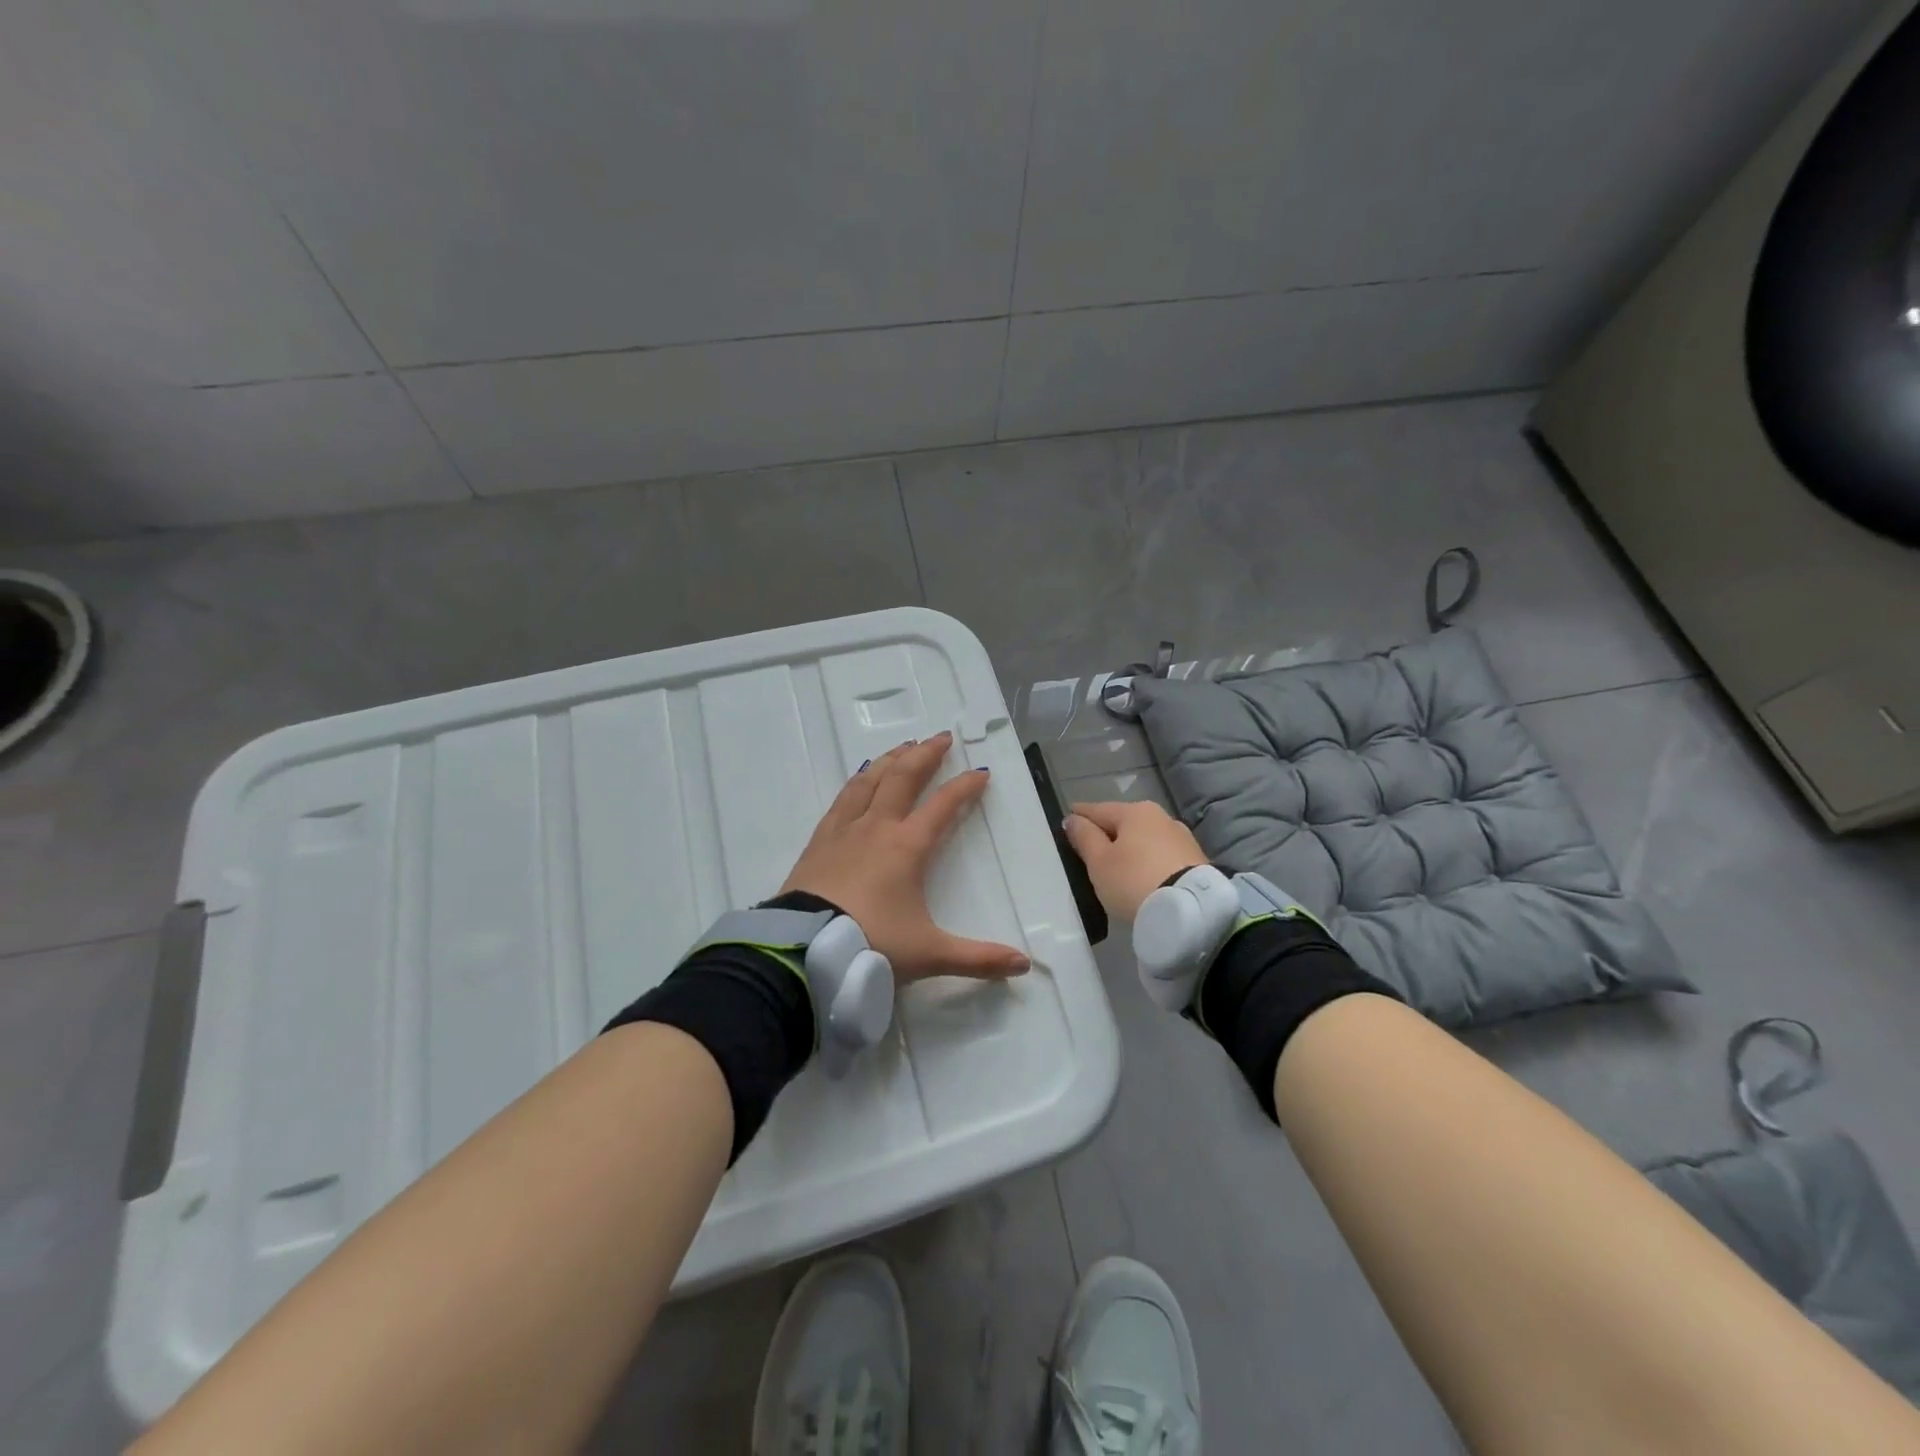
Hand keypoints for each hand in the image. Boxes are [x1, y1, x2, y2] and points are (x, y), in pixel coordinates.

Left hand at [780, 733, 1030, 982]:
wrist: (804, 950)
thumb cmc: (871, 945)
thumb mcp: (929, 955)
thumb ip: (978, 958)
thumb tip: (1023, 965)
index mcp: (908, 847)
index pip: (943, 806)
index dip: (965, 787)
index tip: (980, 772)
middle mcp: (877, 828)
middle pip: (903, 778)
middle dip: (925, 754)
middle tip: (941, 738)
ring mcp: (844, 831)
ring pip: (869, 781)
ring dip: (890, 760)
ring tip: (903, 747)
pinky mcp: (819, 841)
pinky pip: (842, 799)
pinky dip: (857, 782)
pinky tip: (859, 778)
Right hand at [1061, 801, 1207, 922]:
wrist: (1191, 911)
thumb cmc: (1134, 881)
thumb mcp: (1099, 861)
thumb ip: (1084, 837)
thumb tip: (1073, 819)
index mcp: (1135, 811)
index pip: (1098, 810)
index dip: (1080, 815)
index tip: (1068, 818)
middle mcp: (1161, 817)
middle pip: (1124, 822)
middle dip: (1107, 832)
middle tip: (1090, 845)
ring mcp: (1182, 839)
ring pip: (1145, 839)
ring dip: (1130, 848)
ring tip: (1116, 864)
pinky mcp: (1196, 861)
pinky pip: (1161, 856)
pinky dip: (1147, 861)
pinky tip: (1141, 874)